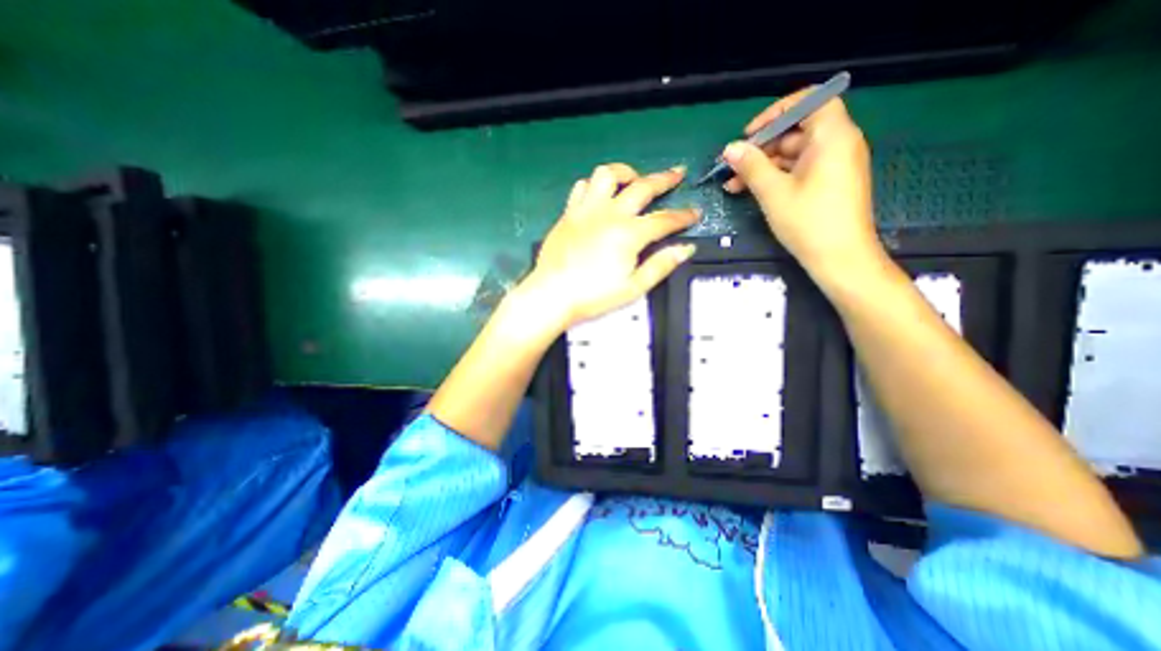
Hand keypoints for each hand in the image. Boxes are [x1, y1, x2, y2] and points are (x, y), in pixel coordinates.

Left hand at [519, 163, 697, 331]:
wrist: (553, 295)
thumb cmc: (593, 295)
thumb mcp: (633, 287)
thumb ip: (661, 265)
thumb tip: (685, 249)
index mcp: (629, 234)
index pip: (665, 220)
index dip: (684, 216)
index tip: (694, 213)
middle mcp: (610, 214)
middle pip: (643, 187)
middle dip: (665, 179)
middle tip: (677, 174)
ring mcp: (587, 210)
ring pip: (608, 175)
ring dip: (626, 172)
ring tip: (634, 179)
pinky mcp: (569, 213)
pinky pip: (582, 187)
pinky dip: (594, 185)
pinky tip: (600, 194)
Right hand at [719, 89, 889, 287]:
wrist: (840, 259)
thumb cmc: (808, 222)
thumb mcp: (773, 192)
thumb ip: (751, 166)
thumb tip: (730, 148)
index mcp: (833, 137)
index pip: (811, 101)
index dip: (777, 112)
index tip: (750, 133)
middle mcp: (838, 144)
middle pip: (797, 130)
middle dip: (761, 147)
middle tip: (733, 166)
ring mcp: (834, 165)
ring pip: (793, 154)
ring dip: (763, 166)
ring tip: (733, 184)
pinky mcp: (828, 184)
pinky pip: (799, 170)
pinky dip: (776, 177)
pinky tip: (750, 191)